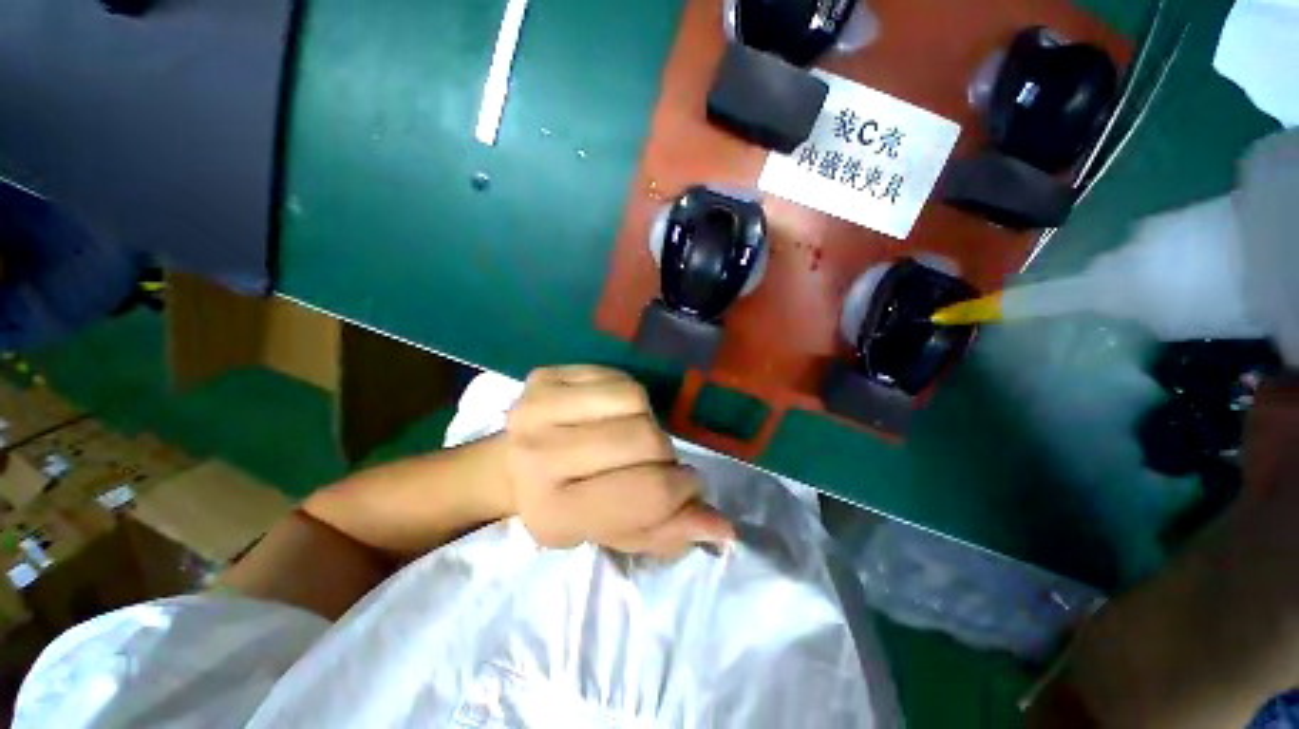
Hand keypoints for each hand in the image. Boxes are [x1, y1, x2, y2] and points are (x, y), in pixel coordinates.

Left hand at [504, 365, 733, 556]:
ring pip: (634, 399)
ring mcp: (538, 408)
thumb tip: (723, 527)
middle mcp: (541, 456)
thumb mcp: (612, 532)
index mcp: (556, 511)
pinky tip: (611, 413)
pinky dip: (626, 395)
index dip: (682, 488)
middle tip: (652, 461)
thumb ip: (667, 531)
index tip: (689, 486)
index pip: (647, 492)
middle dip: (663, 453)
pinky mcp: (543, 376)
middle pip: (645, 438)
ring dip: (645, 419)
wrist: (508, 468)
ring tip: (629, 434)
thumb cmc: (565, 506)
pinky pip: (615, 376)